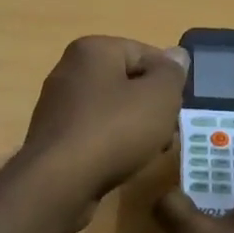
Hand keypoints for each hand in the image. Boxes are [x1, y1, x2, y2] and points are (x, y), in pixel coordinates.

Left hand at [21, 36, 189, 221]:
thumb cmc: (114, 130)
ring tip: (150, 151)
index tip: (179, 108)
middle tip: (168, 133)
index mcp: (93, 50)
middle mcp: (70, 70)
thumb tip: (176, 54)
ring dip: (135, 127)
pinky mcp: (54, 137)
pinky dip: (112, 143)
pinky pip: (94, 132)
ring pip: (112, 109)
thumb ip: (172, 73)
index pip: (145, 53)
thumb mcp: (159, 97)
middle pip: (127, 82)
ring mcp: (58, 105)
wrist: (59, 182)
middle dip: (152, 107)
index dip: (169, 80)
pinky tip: (123, 163)